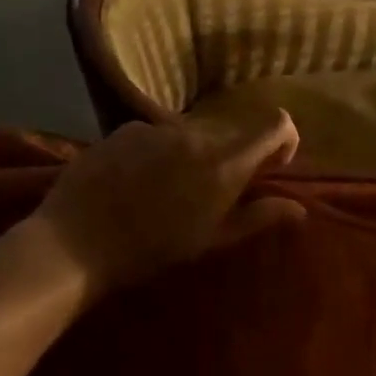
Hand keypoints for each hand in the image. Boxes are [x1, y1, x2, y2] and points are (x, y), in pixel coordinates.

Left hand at [33, 111, 305, 295]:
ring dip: (196, 154)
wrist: (75, 242)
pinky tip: (137, 182)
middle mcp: (195, 133)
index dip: (284, 141)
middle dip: (235, 156)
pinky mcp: (125, 129)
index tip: (274, 168)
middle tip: (214, 194)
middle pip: (233, 132)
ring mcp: (157, 127)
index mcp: (224, 162)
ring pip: (195, 133)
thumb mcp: (211, 240)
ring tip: (169, 191)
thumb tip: (299, 208)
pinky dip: (162, 151)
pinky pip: (159, 134)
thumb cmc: (151, 250)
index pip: (275, 124)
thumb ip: (258, 217)